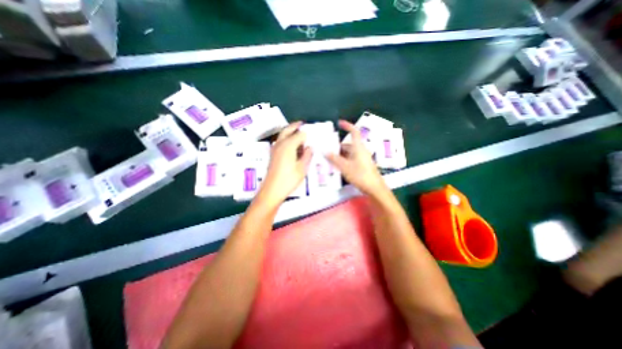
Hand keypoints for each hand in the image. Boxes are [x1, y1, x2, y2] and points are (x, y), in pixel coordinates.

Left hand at [257, 121, 310, 205]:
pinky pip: (280, 141)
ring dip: (290, 131)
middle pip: (287, 130)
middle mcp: (280, 144)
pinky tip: (292, 145)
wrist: (272, 190)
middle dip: (295, 126)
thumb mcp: (302, 168)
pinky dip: (286, 139)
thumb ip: (307, 155)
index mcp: (288, 145)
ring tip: (298, 133)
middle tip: (302, 124)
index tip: (313, 134)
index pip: (299, 134)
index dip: (306, 134)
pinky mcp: (273, 154)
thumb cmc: (289, 180)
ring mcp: (275, 149)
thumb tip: (309, 147)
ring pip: (282, 135)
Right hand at [327, 120, 387, 196]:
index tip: (339, 123)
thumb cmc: (360, 175)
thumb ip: (334, 159)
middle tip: (327, 149)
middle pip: (348, 144)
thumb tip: (325, 151)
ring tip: (329, 159)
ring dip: (340, 155)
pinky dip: (344, 160)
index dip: (347, 126)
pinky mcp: (362, 165)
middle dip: (338, 146)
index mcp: (358, 147)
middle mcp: (361, 151)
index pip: (354, 132)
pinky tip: (337, 166)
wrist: (374, 188)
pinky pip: (351, 159)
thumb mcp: (345, 167)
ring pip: (349, 153)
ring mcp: (362, 158)